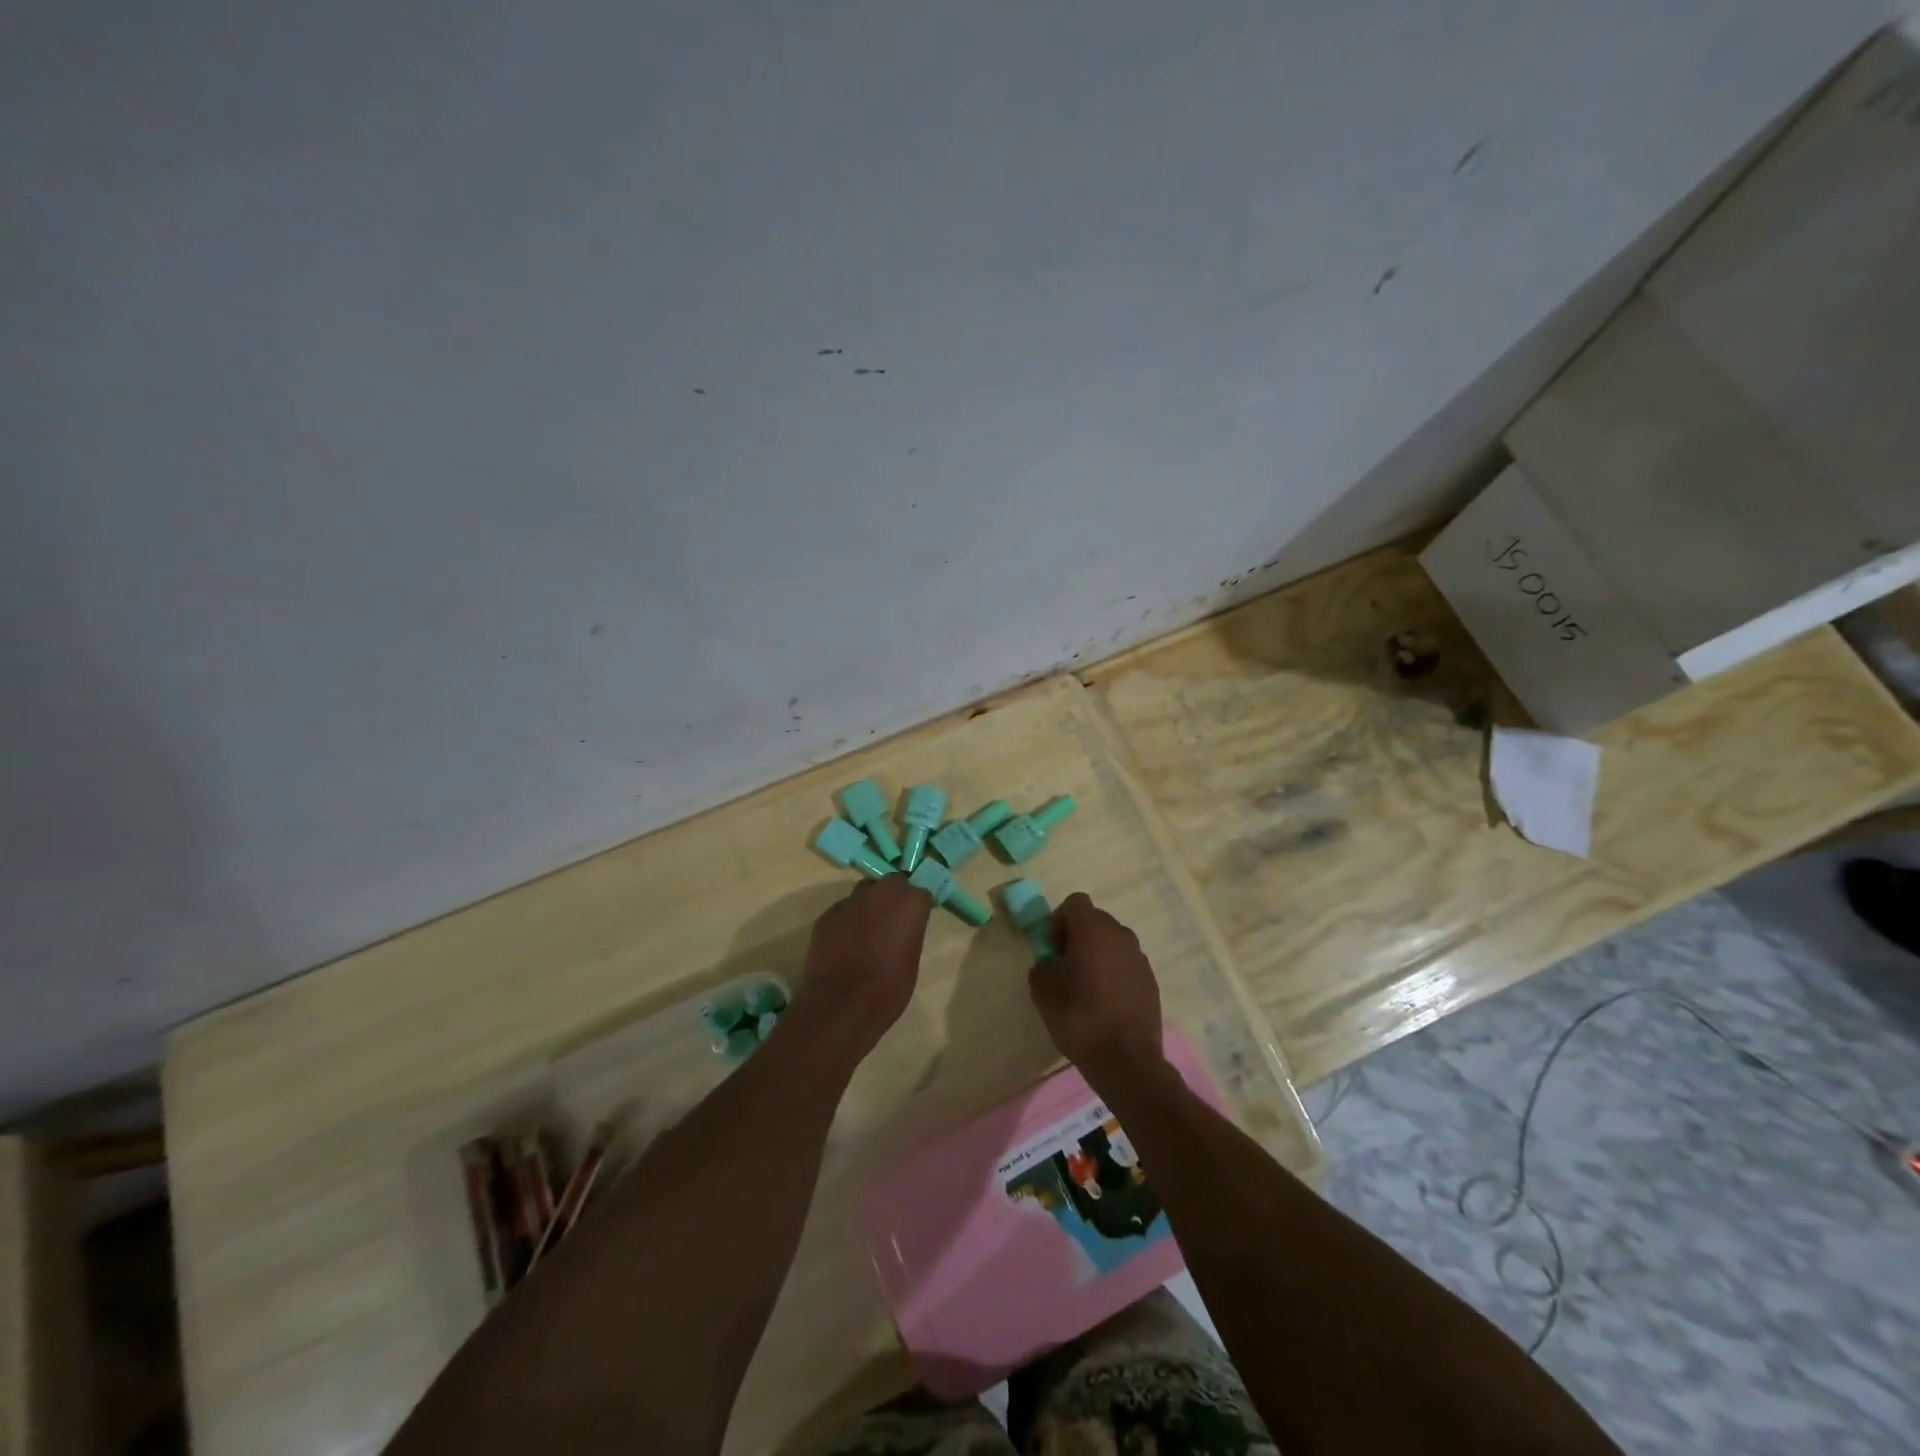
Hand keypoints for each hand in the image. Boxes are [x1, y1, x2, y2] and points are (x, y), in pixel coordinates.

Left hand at [794, 875, 933, 1057]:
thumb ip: (909, 932)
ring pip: (865, 892)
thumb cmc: (889, 987)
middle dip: (894, 896)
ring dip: (870, 904)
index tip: (917, 920)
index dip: (918, 907)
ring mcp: (851, 901)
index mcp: (909, 902)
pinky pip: (843, 910)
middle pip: (892, 883)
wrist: (843, 1004)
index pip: (921, 893)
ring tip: (868, 929)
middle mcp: (881, 892)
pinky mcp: (827, 914)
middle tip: (893, 920)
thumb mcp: (912, 959)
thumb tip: (902, 928)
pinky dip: (848, 920)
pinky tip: (845, 942)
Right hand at [1028, 893, 1163, 1081]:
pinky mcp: (1151, 979)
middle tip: (1066, 966)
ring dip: (1098, 954)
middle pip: (1096, 920)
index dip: (1060, 920)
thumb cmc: (1079, 1017)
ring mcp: (1139, 957)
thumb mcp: (1043, 991)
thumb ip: (1042, 966)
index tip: (1054, 948)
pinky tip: (1107, 1002)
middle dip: (1079, 936)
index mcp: (1093, 929)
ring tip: (1087, 986)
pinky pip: (1126, 964)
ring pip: (1113, 942)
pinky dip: (1115, 972)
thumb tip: (1050, 963)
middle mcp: (1120, 934)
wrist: (1125, 1059)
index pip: (1075, 902)